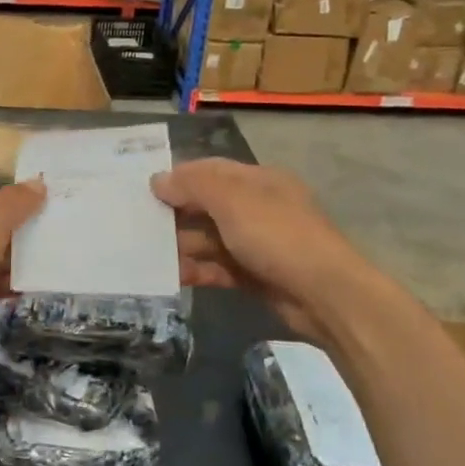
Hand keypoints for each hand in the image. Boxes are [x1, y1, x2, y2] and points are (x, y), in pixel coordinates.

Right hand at [151, 158, 358, 340]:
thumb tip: (158, 180)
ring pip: (210, 239)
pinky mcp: (256, 276)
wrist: (326, 295)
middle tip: (138, 223)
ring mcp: (258, 244)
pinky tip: (173, 276)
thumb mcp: (232, 200)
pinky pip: (218, 268)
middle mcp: (259, 208)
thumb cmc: (277, 236)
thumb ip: (193, 185)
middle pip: (208, 205)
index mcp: (259, 181)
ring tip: (148, 253)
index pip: (211, 170)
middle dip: (176, 213)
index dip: (179, 176)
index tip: (145, 190)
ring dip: (182, 245)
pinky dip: (197, 270)